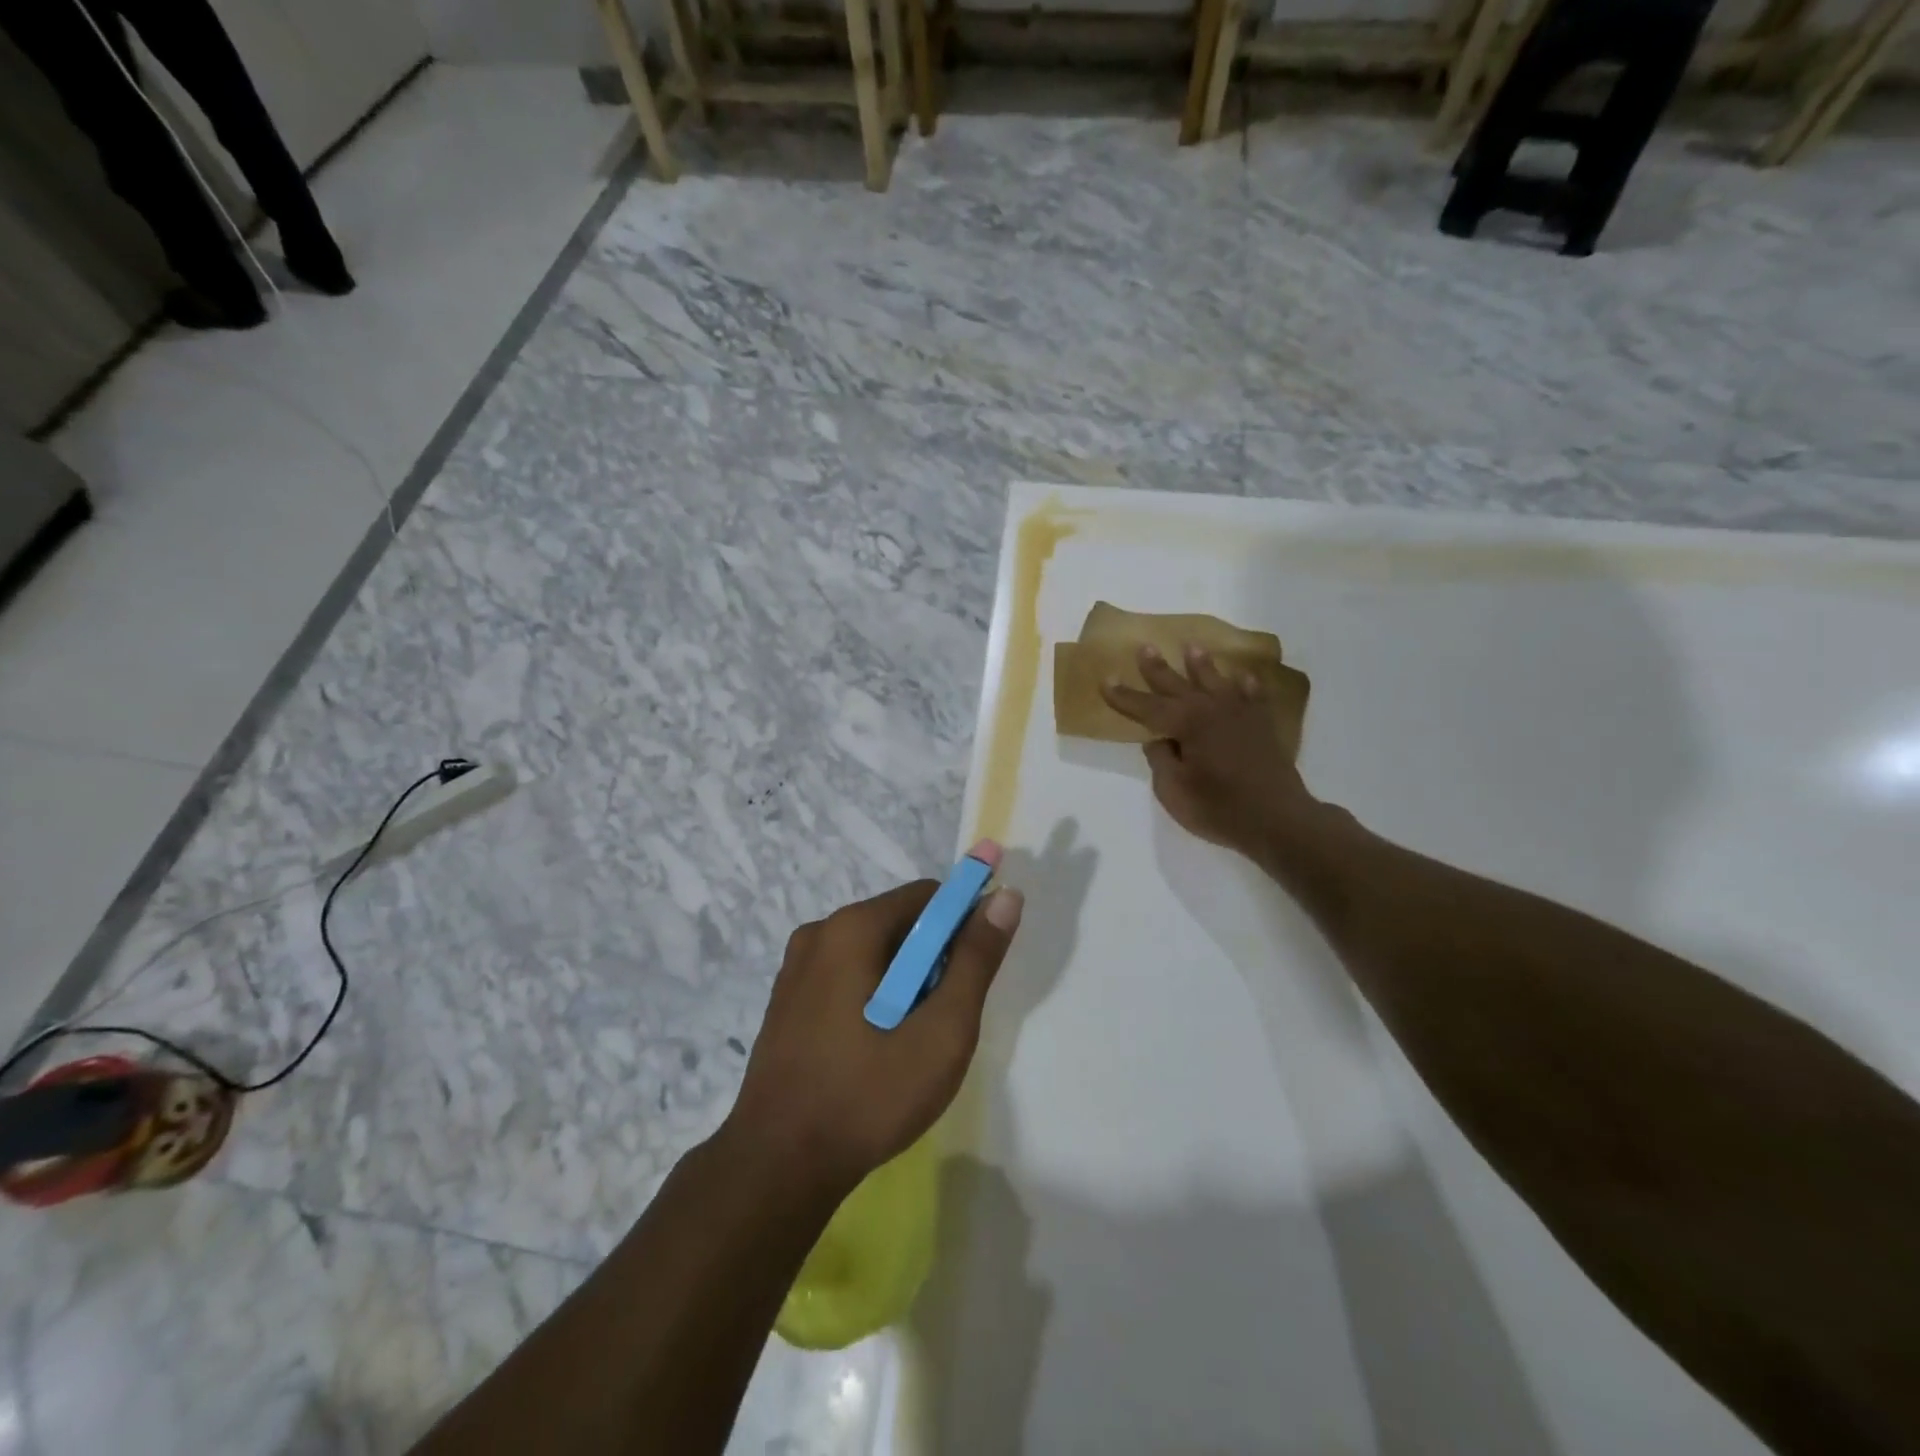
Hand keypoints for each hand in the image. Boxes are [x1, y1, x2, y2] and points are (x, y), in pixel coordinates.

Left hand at [725, 847, 1023, 1195]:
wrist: (778, 1166)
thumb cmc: (868, 1095)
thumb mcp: (941, 1031)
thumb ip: (976, 960)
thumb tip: (1005, 896)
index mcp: (852, 928)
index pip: (928, 896)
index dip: (963, 925)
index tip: (974, 975)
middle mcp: (819, 932)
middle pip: (900, 922)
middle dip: (932, 960)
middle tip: (941, 1020)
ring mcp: (796, 967)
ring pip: (874, 952)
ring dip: (904, 982)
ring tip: (910, 1042)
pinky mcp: (787, 1000)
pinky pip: (846, 975)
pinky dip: (873, 996)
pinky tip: (874, 1049)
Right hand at [1102, 644, 1322, 864]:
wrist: (1278, 819)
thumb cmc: (1219, 808)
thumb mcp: (1173, 790)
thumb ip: (1161, 760)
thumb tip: (1159, 740)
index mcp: (1186, 723)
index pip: (1147, 707)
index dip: (1124, 696)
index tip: (1105, 680)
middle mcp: (1212, 709)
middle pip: (1179, 684)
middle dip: (1158, 668)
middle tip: (1145, 648)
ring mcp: (1241, 714)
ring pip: (1216, 682)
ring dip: (1202, 665)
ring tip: (1192, 648)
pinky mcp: (1263, 726)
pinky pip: (1253, 696)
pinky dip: (1247, 685)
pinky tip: (1243, 678)